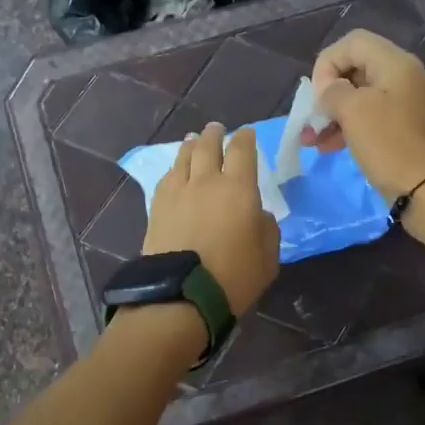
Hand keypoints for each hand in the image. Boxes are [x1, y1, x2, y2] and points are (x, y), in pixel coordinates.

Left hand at [142, 122, 280, 314]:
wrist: (182, 295)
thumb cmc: (233, 277)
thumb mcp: (267, 257)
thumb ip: (267, 228)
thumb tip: (259, 214)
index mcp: (238, 189)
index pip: (243, 151)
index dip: (245, 138)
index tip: (246, 133)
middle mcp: (207, 182)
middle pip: (208, 147)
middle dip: (214, 135)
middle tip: (216, 129)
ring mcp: (178, 192)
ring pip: (184, 158)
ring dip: (191, 146)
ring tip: (194, 141)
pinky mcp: (157, 207)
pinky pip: (167, 178)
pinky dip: (175, 169)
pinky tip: (176, 171)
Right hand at [302, 29, 424, 201]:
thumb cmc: (390, 145)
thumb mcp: (354, 112)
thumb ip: (333, 92)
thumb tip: (329, 90)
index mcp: (397, 63)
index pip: (353, 43)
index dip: (327, 63)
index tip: (316, 95)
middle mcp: (407, 77)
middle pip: (357, 69)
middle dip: (328, 92)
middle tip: (311, 118)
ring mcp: (411, 104)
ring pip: (363, 96)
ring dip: (334, 114)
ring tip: (312, 140)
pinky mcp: (410, 129)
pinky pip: (374, 117)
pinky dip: (351, 127)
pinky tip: (330, 146)